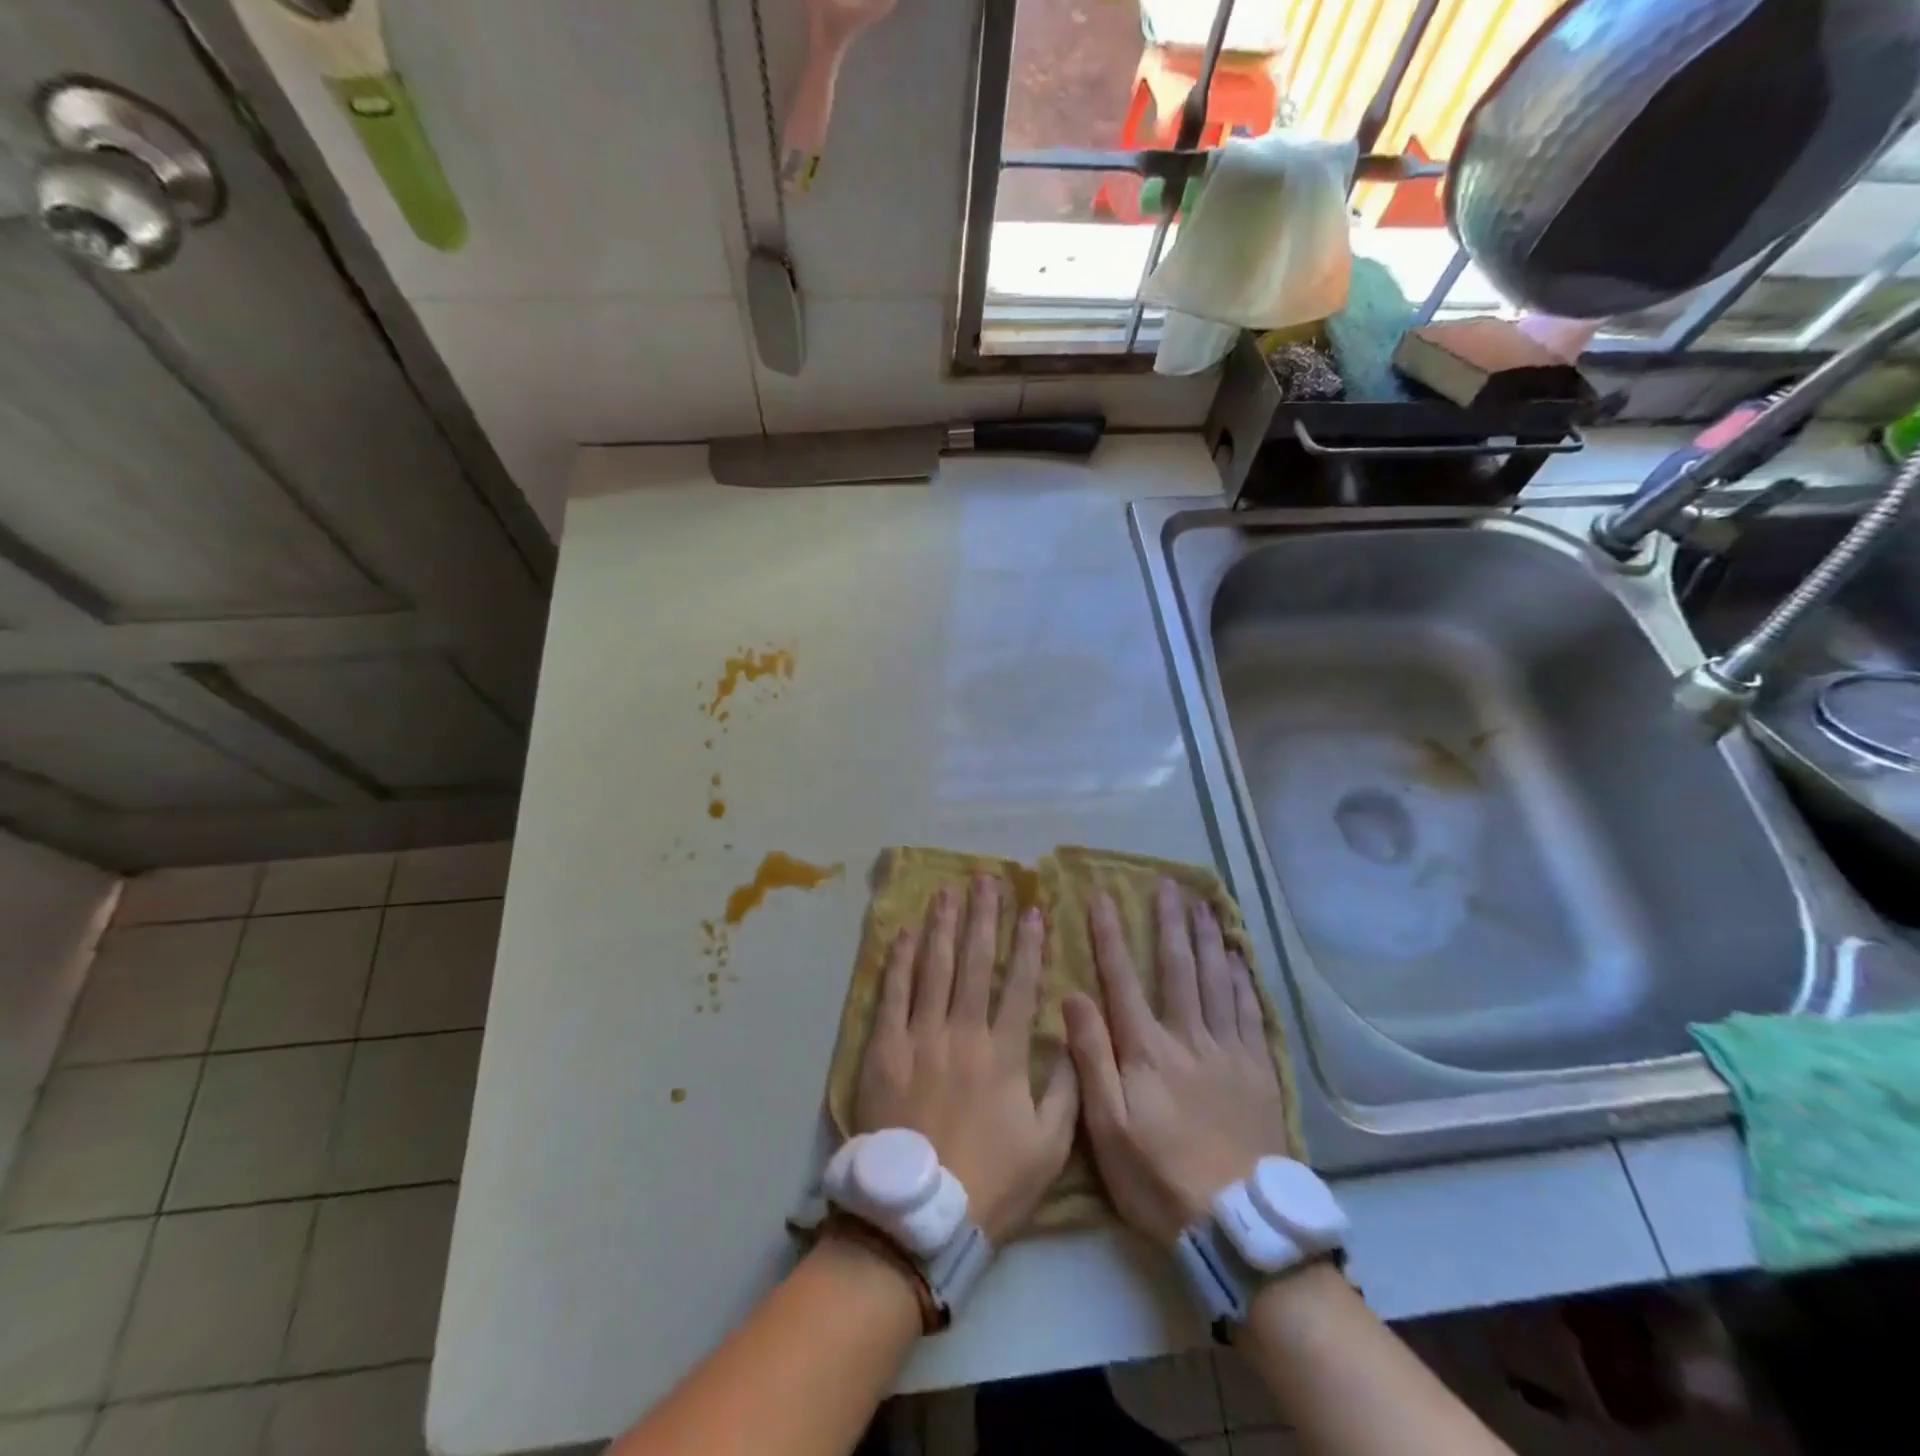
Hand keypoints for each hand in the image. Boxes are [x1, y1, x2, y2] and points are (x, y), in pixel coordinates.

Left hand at [853, 876, 1078, 1243]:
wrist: (918, 1216)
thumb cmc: (990, 1182)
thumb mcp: (1049, 1149)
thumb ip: (1066, 1090)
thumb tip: (1074, 1036)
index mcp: (1004, 1053)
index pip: (1021, 984)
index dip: (1029, 944)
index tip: (1034, 909)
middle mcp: (962, 1032)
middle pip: (974, 962)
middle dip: (984, 916)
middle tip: (987, 879)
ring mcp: (919, 1037)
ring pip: (933, 968)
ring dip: (942, 925)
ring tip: (948, 890)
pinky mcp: (883, 1049)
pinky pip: (892, 994)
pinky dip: (899, 961)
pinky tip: (905, 932)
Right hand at [1063, 878, 1291, 1244]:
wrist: (1238, 1224)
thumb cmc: (1159, 1178)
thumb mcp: (1106, 1128)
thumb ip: (1091, 1058)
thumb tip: (1073, 996)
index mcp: (1146, 1050)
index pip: (1121, 979)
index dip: (1110, 935)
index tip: (1101, 896)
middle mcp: (1188, 1037)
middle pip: (1177, 968)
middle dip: (1168, 922)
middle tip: (1167, 884)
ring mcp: (1228, 1050)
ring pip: (1216, 980)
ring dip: (1206, 938)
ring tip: (1202, 904)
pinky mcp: (1257, 1070)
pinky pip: (1249, 1011)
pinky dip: (1241, 979)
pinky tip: (1237, 957)